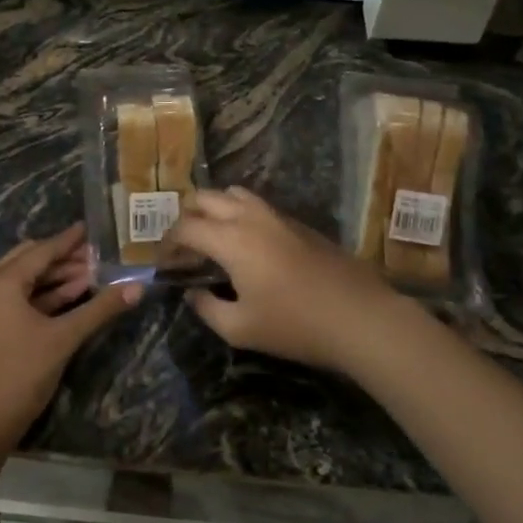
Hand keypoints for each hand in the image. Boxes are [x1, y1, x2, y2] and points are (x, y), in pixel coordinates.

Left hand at [0, 224, 140, 451]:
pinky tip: (72, 297)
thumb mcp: (64, 338)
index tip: (89, 228)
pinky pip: (20, 300)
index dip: (68, 240)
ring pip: (25, 282)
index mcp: (1, 282)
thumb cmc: (20, 373)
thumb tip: (137, 287)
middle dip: (63, 259)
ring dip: (56, 278)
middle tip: (95, 255)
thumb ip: (100, 309)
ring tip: (91, 275)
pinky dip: (44, 296)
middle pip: (30, 261)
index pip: (41, 252)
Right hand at [163, 188, 414, 373]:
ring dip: (214, 208)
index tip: (162, 262)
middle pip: (205, 197)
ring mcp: (277, 216)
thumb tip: (192, 292)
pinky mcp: (298, 223)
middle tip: (182, 246)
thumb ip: (207, 308)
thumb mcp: (240, 329)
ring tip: (211, 237)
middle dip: (185, 216)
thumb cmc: (295, 325)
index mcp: (230, 240)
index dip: (167, 243)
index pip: (185, 227)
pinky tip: (246, 245)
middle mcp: (250, 217)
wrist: (360, 317)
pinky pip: (257, 205)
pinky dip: (239, 214)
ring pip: (234, 194)